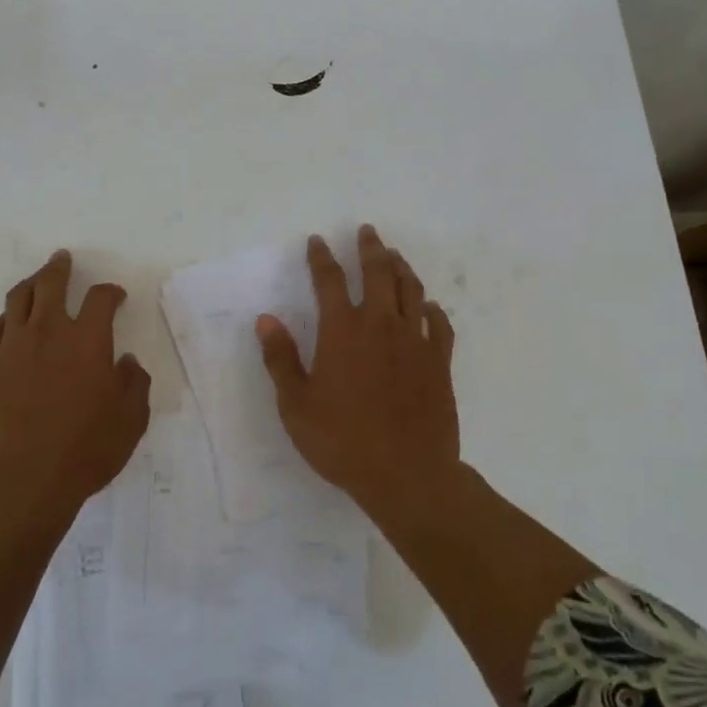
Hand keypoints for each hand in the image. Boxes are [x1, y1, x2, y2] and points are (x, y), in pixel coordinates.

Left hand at [0, 250, 151, 503]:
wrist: (20, 480)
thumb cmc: (84, 451)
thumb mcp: (130, 421)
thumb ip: (134, 384)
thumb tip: (128, 362)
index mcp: (88, 340)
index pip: (101, 299)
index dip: (110, 292)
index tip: (115, 297)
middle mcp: (49, 332)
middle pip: (52, 284)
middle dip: (60, 268)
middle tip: (62, 259)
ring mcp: (12, 347)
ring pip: (18, 299)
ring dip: (30, 284)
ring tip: (35, 280)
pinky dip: (2, 320)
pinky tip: (6, 324)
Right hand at [255, 225, 458, 517]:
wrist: (407, 475)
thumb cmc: (343, 441)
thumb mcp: (296, 405)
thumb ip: (280, 359)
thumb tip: (266, 319)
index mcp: (343, 331)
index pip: (330, 280)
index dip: (321, 257)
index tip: (318, 241)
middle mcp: (381, 325)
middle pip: (378, 273)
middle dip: (370, 248)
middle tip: (367, 231)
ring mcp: (416, 342)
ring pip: (412, 291)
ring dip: (402, 268)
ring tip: (395, 256)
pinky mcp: (440, 362)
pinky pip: (441, 325)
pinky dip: (434, 310)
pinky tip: (430, 307)